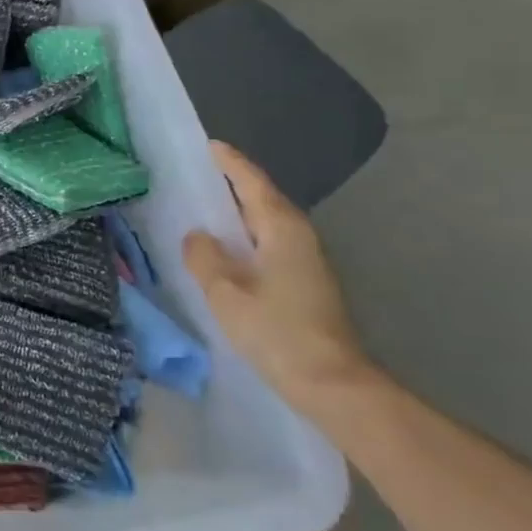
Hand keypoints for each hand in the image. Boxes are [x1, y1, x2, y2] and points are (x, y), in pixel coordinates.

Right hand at [183, 142, 375, 414]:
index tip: (209, 145)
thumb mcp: (226, 293)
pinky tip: (227, 249)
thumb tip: (197, 235)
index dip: (230, 162)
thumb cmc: (277, 331)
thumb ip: (204, 257)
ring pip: (267, 223)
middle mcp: (299, 236)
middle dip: (233, 184)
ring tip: (206, 209)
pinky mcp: (306, 283)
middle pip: (262, 198)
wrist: (334, 385)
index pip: (252, 181)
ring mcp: (307, 260)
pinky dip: (246, 237)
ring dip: (239, 213)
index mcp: (281, 227)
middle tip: (199, 175)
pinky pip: (270, 244)